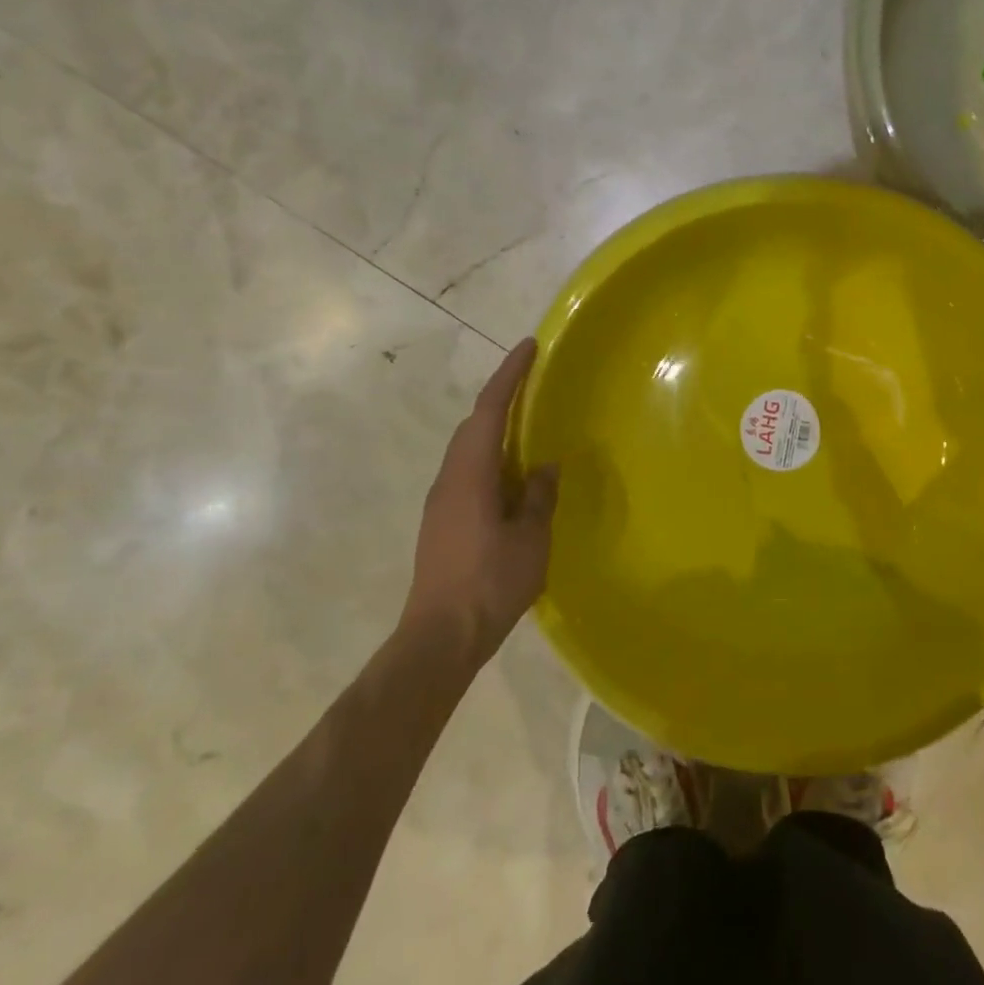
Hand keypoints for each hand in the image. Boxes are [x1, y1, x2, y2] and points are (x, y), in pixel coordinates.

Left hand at [401, 338, 558, 665]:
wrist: (439, 638)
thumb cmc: (489, 583)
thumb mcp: (529, 539)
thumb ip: (538, 497)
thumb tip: (544, 467)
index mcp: (470, 473)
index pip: (489, 410)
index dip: (509, 374)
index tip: (529, 346)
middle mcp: (449, 479)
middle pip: (473, 424)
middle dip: (501, 396)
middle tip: (533, 380)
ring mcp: (441, 501)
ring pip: (468, 449)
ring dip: (495, 428)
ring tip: (527, 423)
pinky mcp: (442, 522)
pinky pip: (468, 472)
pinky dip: (491, 457)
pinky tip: (512, 475)